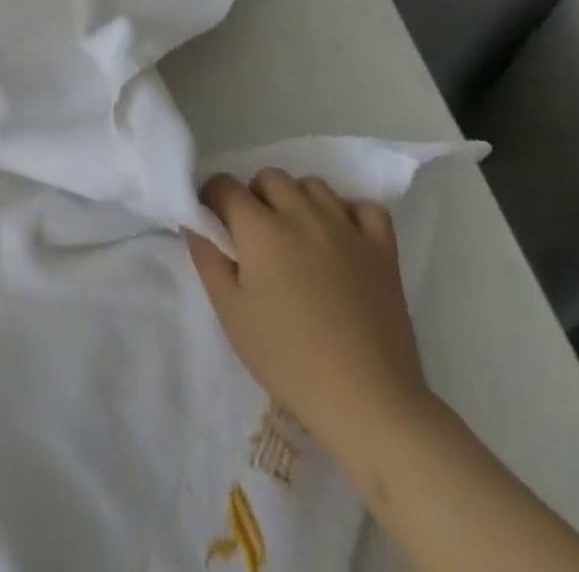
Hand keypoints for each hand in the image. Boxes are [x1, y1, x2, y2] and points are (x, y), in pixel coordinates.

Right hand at [187, 170, 434, 460]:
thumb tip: (195, 224)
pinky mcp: (382, 250)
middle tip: (255, 234)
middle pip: (269, 177)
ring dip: (297, 199)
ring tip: (296, 235)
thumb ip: (208, 260)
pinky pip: (366, 208)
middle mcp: (302, 214)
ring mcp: (346, 229)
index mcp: (261, 228)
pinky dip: (351, 213)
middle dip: (254, 196)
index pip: (225, 186)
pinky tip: (342, 237)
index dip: (212, 198)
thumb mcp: (231, 314)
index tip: (214, 222)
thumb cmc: (288, 359)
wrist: (367, 401)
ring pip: (313, 185)